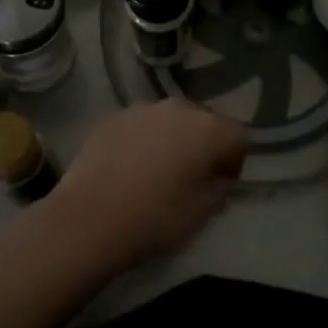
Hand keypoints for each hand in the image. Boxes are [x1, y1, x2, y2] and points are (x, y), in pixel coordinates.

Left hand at [46, 100, 248, 272]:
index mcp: (208, 129)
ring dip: (173, 140)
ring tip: (158, 172)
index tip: (222, 184)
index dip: (235, 160)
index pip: (239, 135)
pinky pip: (141, 125)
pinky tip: (129, 169)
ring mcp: (142, 109)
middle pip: (204, 121)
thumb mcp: (202, 213)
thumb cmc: (155, 218)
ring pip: (171, 120)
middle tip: (192, 177)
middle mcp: (179, 108)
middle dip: (204, 145)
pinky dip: (143, 141)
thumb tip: (221, 176)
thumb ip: (221, 188)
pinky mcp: (113, 117)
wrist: (88, 219)